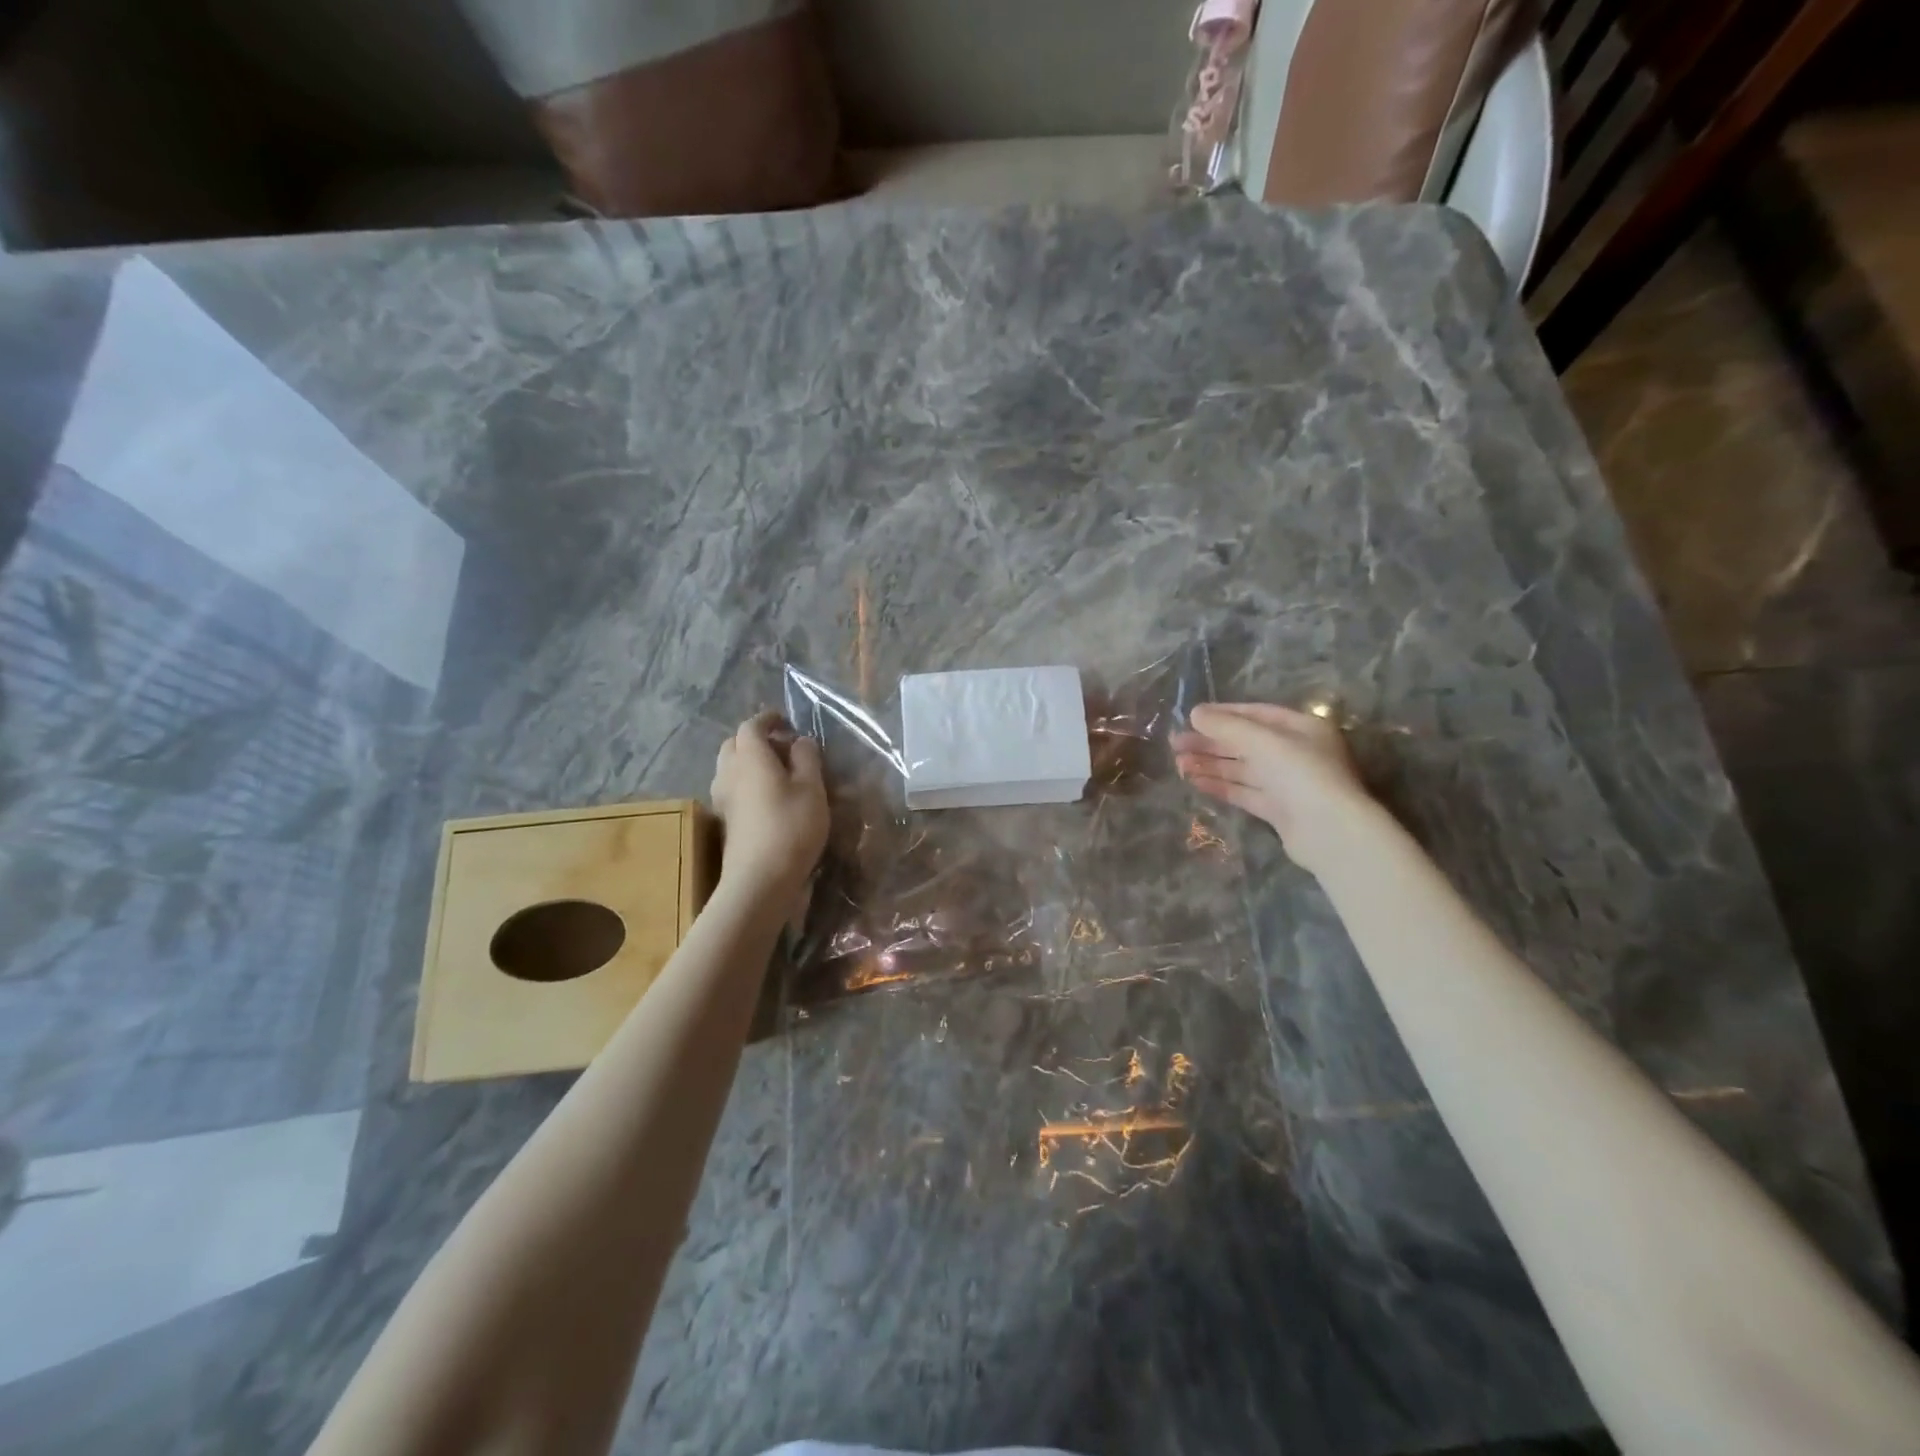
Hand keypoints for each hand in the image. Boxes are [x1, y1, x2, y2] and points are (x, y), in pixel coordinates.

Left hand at [710, 712, 828, 895]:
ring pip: (731, 768)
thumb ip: (807, 758)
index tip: (787, 721)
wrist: (759, 880)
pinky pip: (734, 789)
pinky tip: (770, 799)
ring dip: (751, 763)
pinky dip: (748, 783)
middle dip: (757, 740)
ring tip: (780, 774)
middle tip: (784, 748)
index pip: (752, 725)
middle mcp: (729, 772)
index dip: (769, 719)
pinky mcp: (725, 820)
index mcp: (750, 756)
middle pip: (735, 744)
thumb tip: (800, 741)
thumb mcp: (812, 788)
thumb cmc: (791, 826)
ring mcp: (722, 798)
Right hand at [1172, 702, 1378, 874]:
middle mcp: (1296, 753)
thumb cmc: (1302, 774)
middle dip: (1210, 742)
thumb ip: (1227, 726)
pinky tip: (1195, 781)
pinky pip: (1244, 791)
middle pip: (1245, 742)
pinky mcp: (1279, 810)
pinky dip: (1220, 785)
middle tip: (1175, 743)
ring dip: (1210, 764)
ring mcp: (1288, 783)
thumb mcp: (1263, 741)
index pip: (1256, 714)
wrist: (1331, 832)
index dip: (1223, 714)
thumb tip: (1195, 713)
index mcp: (1302, 728)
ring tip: (1178, 763)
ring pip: (1242, 768)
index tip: (1191, 717)